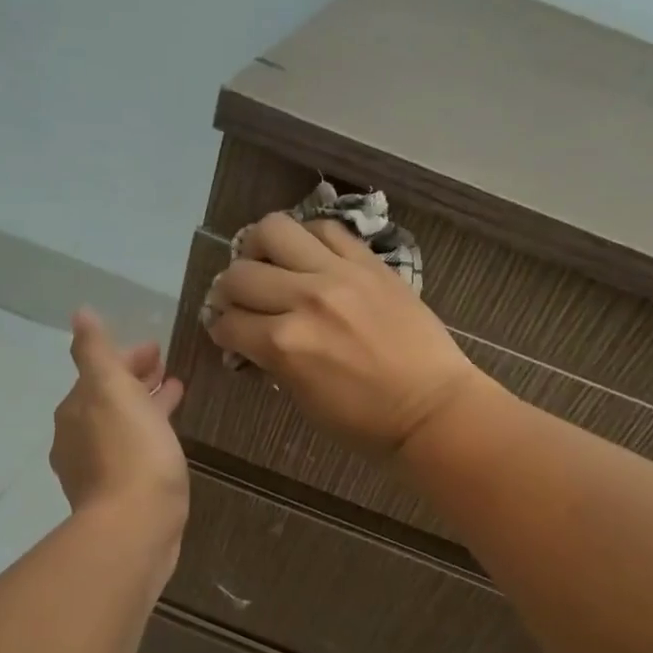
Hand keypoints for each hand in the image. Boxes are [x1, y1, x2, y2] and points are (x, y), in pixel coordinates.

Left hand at [50, 310, 188, 525]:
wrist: (136, 527)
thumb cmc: (130, 453)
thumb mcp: (112, 390)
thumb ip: (95, 352)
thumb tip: (80, 314)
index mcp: (77, 410)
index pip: (100, 372)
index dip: (127, 358)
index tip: (157, 349)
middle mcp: (78, 439)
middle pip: (110, 400)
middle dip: (136, 382)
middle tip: (167, 371)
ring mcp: (96, 470)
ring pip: (123, 426)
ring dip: (146, 408)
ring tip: (176, 397)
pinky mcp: (118, 495)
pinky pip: (134, 452)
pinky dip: (149, 436)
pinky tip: (168, 442)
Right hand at [204, 212, 484, 458]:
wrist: (431, 408)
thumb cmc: (365, 422)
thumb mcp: (304, 401)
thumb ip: (273, 362)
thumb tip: (253, 340)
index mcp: (284, 346)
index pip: (229, 323)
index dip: (221, 330)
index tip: (226, 332)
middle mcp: (303, 300)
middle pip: (239, 274)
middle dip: (229, 291)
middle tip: (241, 301)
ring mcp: (338, 274)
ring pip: (273, 230)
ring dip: (258, 248)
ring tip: (267, 262)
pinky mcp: (369, 263)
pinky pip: (325, 229)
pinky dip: (306, 238)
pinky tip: (307, 256)